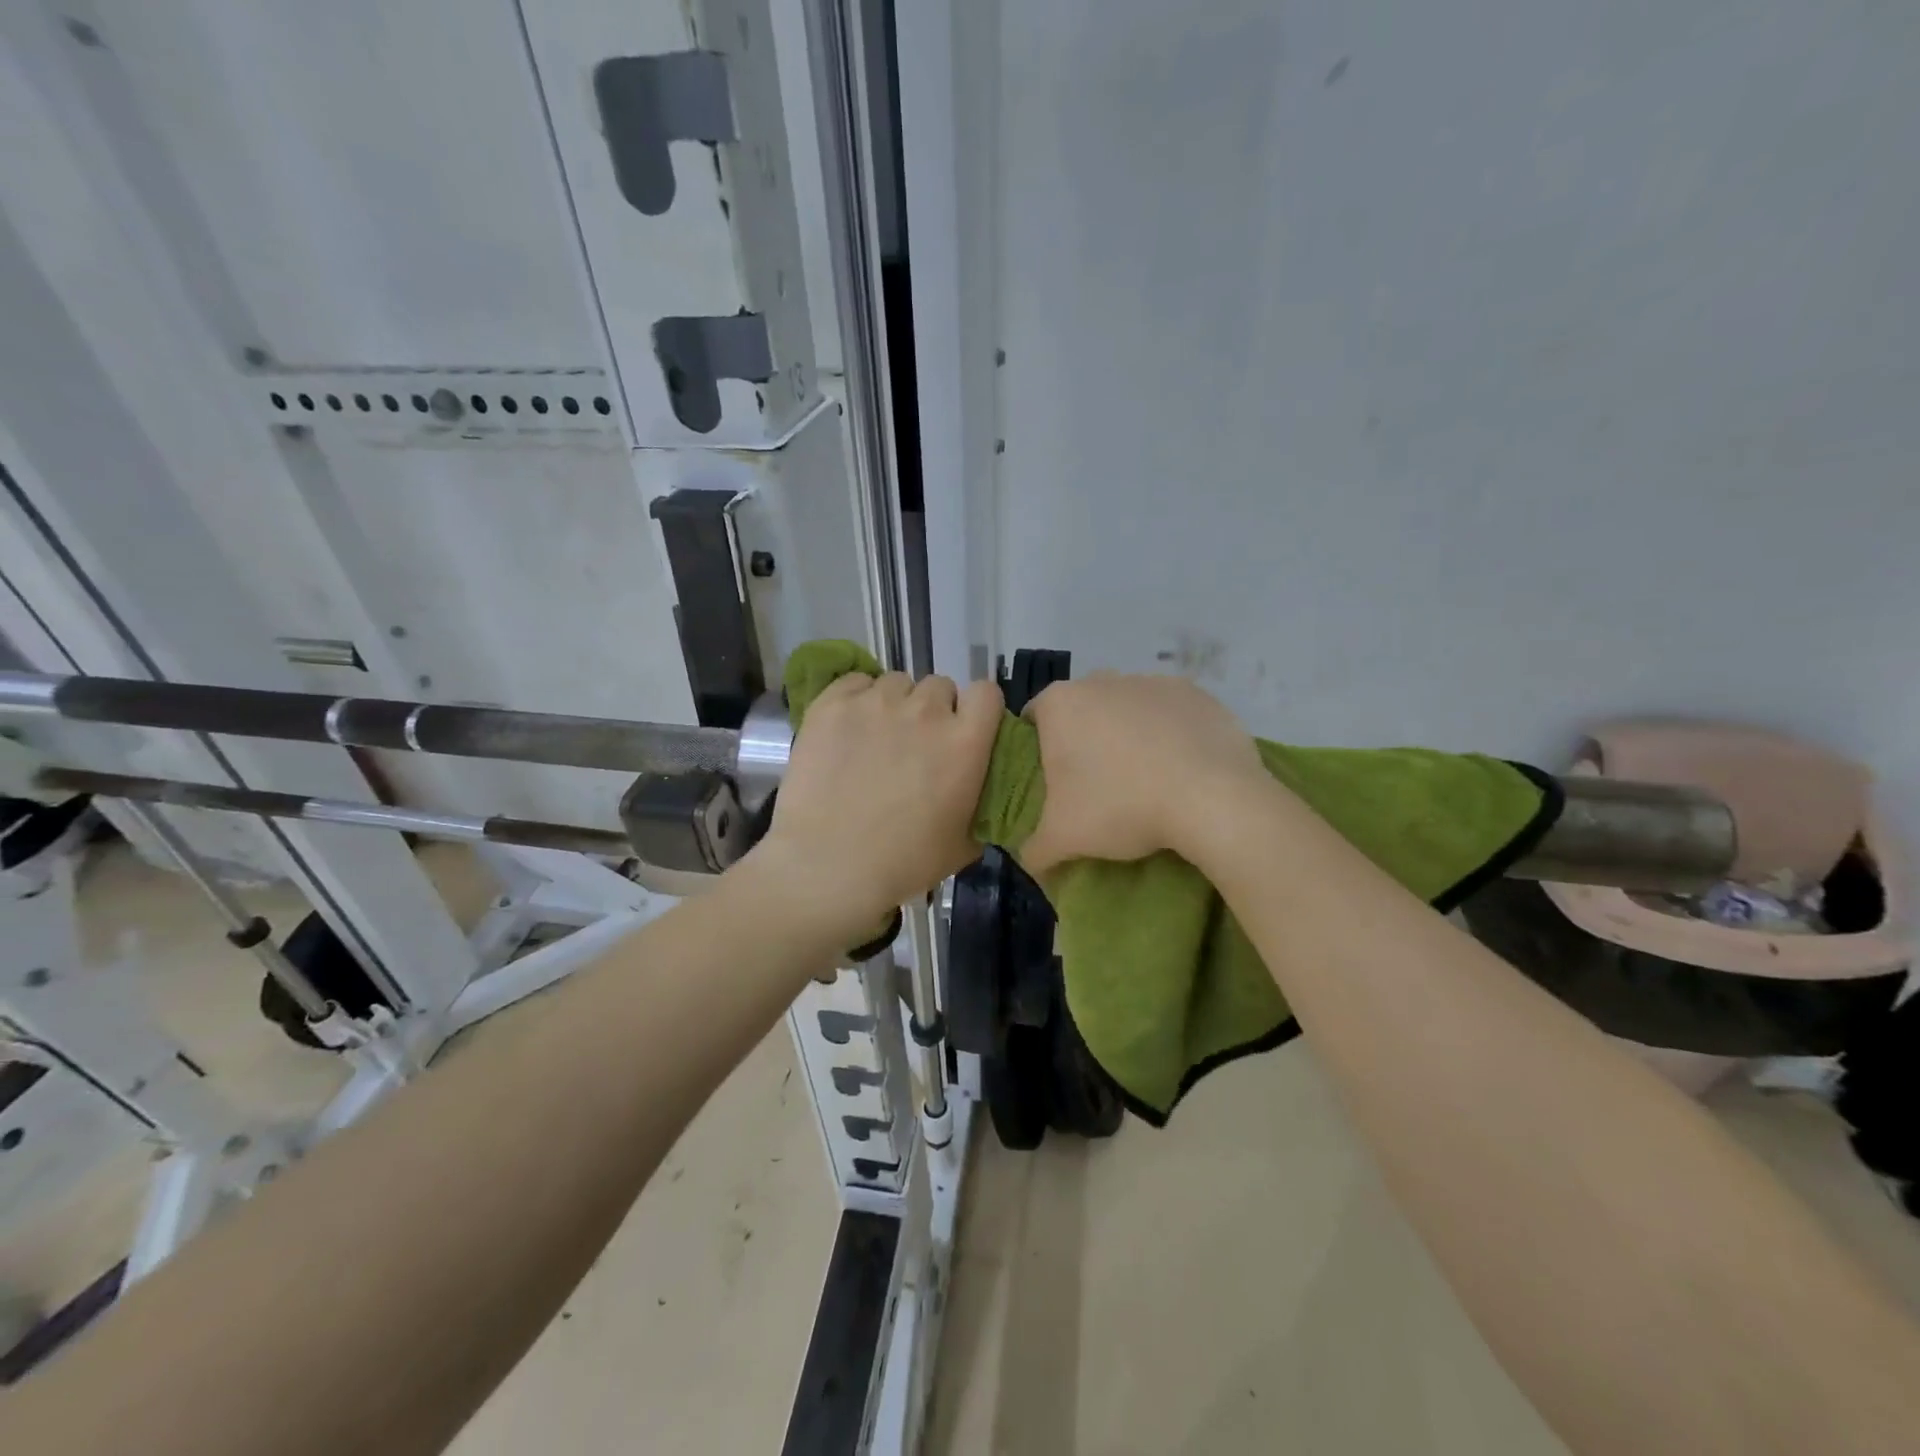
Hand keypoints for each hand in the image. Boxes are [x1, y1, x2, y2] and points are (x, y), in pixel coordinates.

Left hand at [748, 671, 1002, 943]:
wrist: (828, 866)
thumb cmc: (903, 862)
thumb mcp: (964, 843)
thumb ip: (982, 804)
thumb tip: (981, 791)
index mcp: (965, 743)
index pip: (987, 693)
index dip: (978, 708)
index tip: (966, 728)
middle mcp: (926, 711)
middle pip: (940, 686)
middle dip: (934, 709)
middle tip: (917, 743)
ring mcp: (876, 703)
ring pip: (897, 682)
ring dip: (895, 704)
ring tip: (877, 736)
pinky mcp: (833, 704)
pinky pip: (855, 681)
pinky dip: (857, 698)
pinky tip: (848, 728)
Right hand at [1019, 673, 1268, 874]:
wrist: (1212, 799)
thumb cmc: (1122, 807)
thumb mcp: (1064, 838)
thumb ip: (1035, 849)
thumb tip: (1029, 860)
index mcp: (1061, 704)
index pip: (1035, 719)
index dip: (1040, 750)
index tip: (1055, 781)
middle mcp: (1101, 680)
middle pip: (1082, 710)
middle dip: (1085, 739)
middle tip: (1097, 784)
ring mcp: (1151, 681)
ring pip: (1127, 708)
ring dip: (1128, 734)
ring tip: (1144, 779)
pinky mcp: (1194, 692)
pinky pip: (1170, 712)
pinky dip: (1169, 733)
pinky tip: (1180, 768)